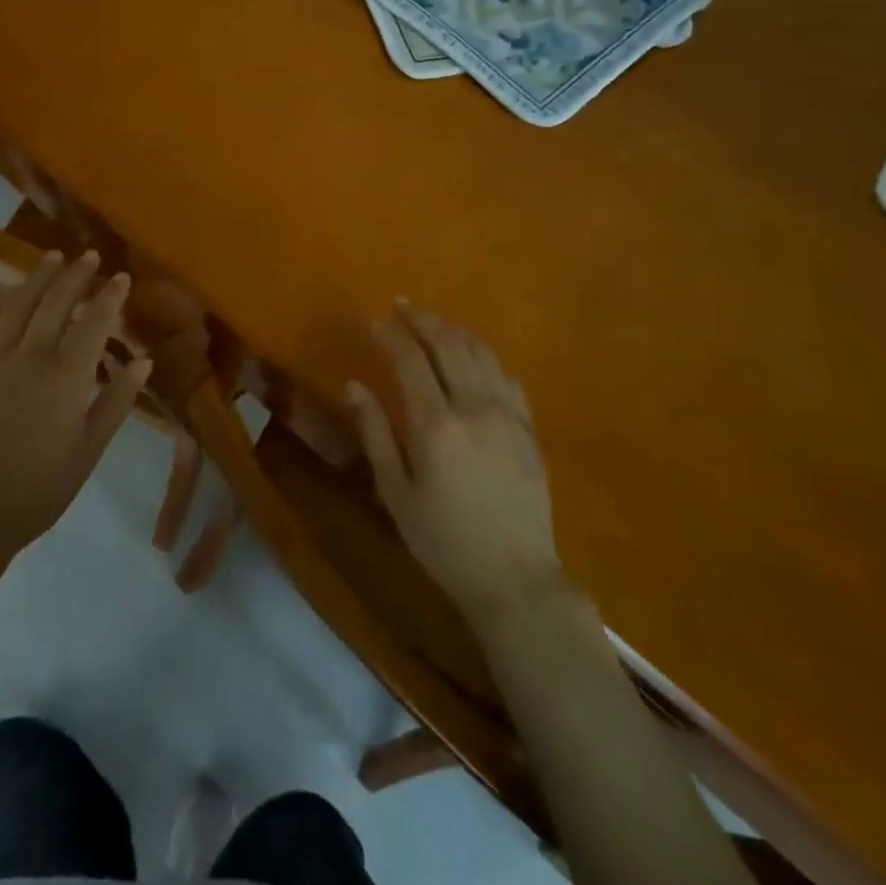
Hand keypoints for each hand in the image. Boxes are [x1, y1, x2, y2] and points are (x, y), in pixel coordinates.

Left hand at [0, 252, 150, 581]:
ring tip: (52, 258)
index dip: (110, 296)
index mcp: (66, 376)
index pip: (94, 321)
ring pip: (17, 306)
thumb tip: (142, 360)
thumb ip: (117, 400)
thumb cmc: (40, 488)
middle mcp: (30, 357)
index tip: (122, 277)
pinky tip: (5, 290)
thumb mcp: (90, 449)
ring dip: (37, 278)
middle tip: (89, 257)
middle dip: (75, 275)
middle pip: (55, 303)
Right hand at [347, 303, 561, 623]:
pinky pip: (508, 377)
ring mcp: (508, 416)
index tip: (374, 321)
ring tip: (434, 323)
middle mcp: (475, 408)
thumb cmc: (442, 540)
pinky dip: (486, 357)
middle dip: (423, 320)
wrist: (514, 578)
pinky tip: (474, 357)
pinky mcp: (530, 429)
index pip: (410, 360)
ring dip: (454, 331)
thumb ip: (374, 433)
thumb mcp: (395, 492)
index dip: (391, 335)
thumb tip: (355, 385)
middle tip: (403, 306)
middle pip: (449, 345)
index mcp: (435, 425)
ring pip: (482, 354)